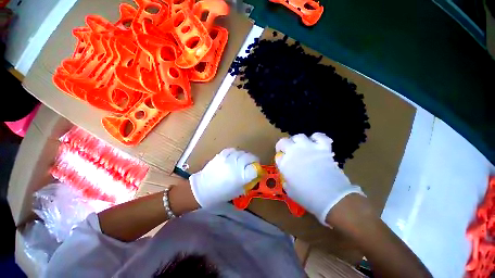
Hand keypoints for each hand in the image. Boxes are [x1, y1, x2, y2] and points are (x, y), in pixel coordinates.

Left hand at [189, 148, 258, 207]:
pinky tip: (234, 157)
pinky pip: (233, 150)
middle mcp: (236, 165)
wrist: (203, 189)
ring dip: (245, 156)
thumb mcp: (239, 191)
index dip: (258, 169)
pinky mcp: (221, 154)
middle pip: (250, 157)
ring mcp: (228, 158)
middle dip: (253, 160)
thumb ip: (249, 181)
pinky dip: (235, 153)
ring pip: (242, 152)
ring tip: (242, 161)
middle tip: (251, 164)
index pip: (255, 168)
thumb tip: (256, 174)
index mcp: (241, 177)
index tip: (258, 170)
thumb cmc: (222, 194)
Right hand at [275, 133, 364, 224]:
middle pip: (283, 142)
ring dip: (298, 141)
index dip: (280, 159)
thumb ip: (286, 180)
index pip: (278, 156)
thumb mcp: (290, 191)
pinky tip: (316, 142)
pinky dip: (317, 138)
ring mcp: (308, 148)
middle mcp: (294, 152)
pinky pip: (319, 137)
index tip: (283, 163)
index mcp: (285, 163)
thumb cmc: (308, 196)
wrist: (331, 197)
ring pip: (299, 136)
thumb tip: (287, 175)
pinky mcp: (322, 148)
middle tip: (288, 152)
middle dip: (284, 146)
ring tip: (301, 147)